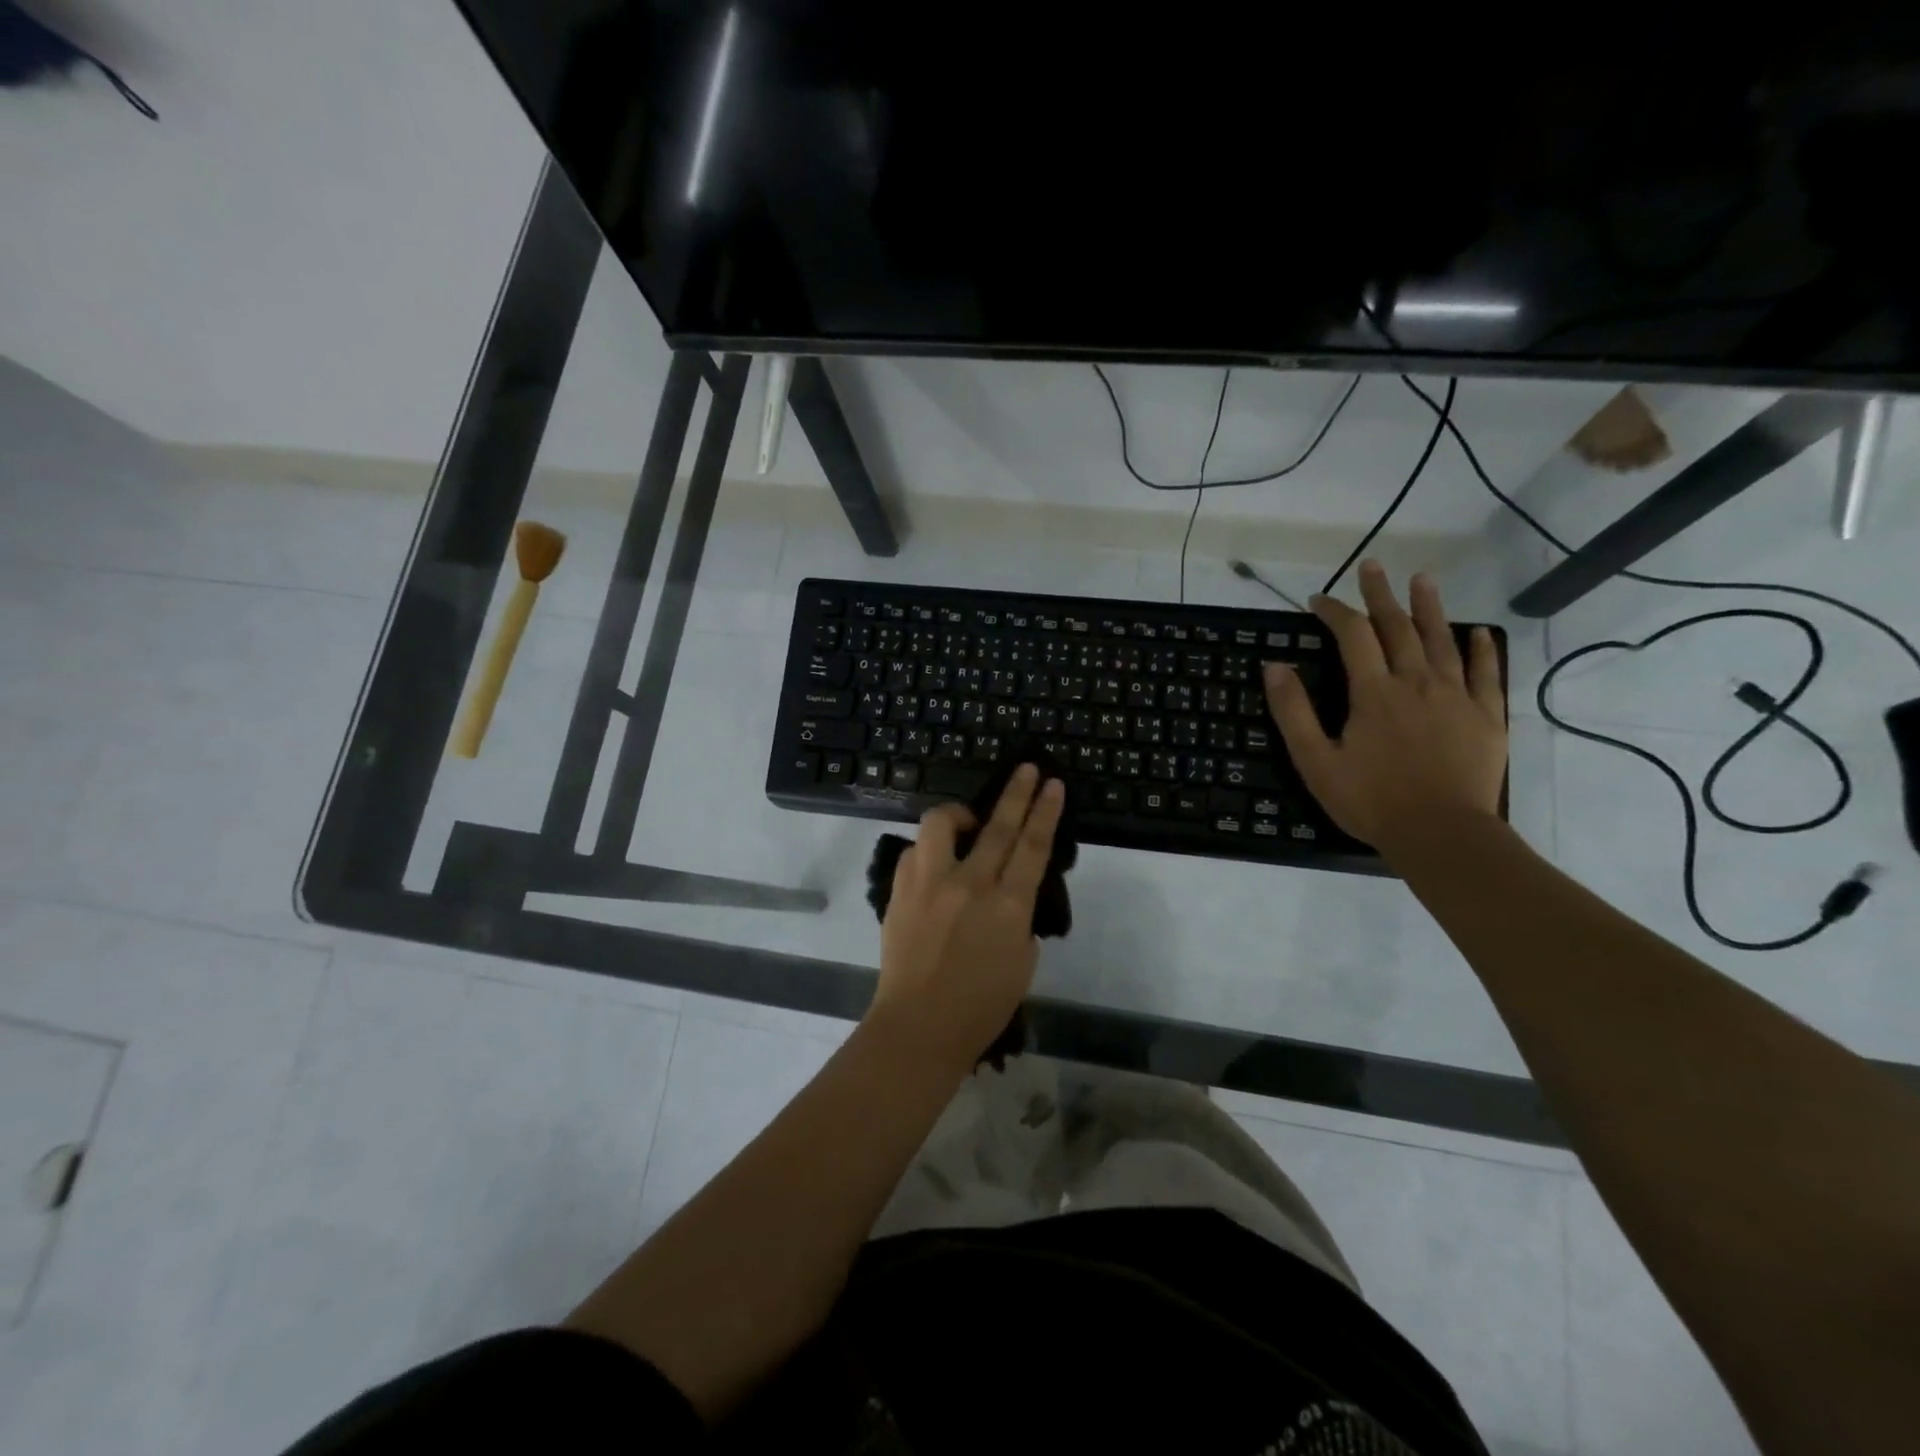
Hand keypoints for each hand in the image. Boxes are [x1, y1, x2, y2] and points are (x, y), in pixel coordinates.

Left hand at [869, 764, 1064, 1068]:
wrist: (919, 1026)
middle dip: (1017, 792)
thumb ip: (1019, 918)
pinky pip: (915, 853)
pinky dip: (929, 850)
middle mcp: (969, 885)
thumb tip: (1009, 893)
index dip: (1045, 811)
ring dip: (960, 813)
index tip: (1052, 784)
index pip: (1033, 846)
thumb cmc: (981, 1006)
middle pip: (997, 825)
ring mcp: (930, 884)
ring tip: (968, 821)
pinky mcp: (900, 891)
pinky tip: (936, 862)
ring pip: (942, 824)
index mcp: (1008, 906)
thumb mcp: (1022, 962)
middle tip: (1027, 769)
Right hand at [1264, 560, 1506, 852]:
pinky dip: (1481, 649)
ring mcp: (1457, 696)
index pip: (1353, 635)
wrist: (1441, 834)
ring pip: (1443, 640)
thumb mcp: (1315, 761)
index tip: (1318, 600)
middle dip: (1380, 595)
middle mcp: (1416, 682)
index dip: (1334, 612)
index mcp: (1373, 692)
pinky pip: (1487, 673)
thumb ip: (1293, 711)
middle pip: (1398, 627)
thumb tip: (1274, 666)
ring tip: (1422, 580)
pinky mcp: (1487, 716)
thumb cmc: (1370, 800)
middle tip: (1372, 567)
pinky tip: (1477, 632)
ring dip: (1430, 607)